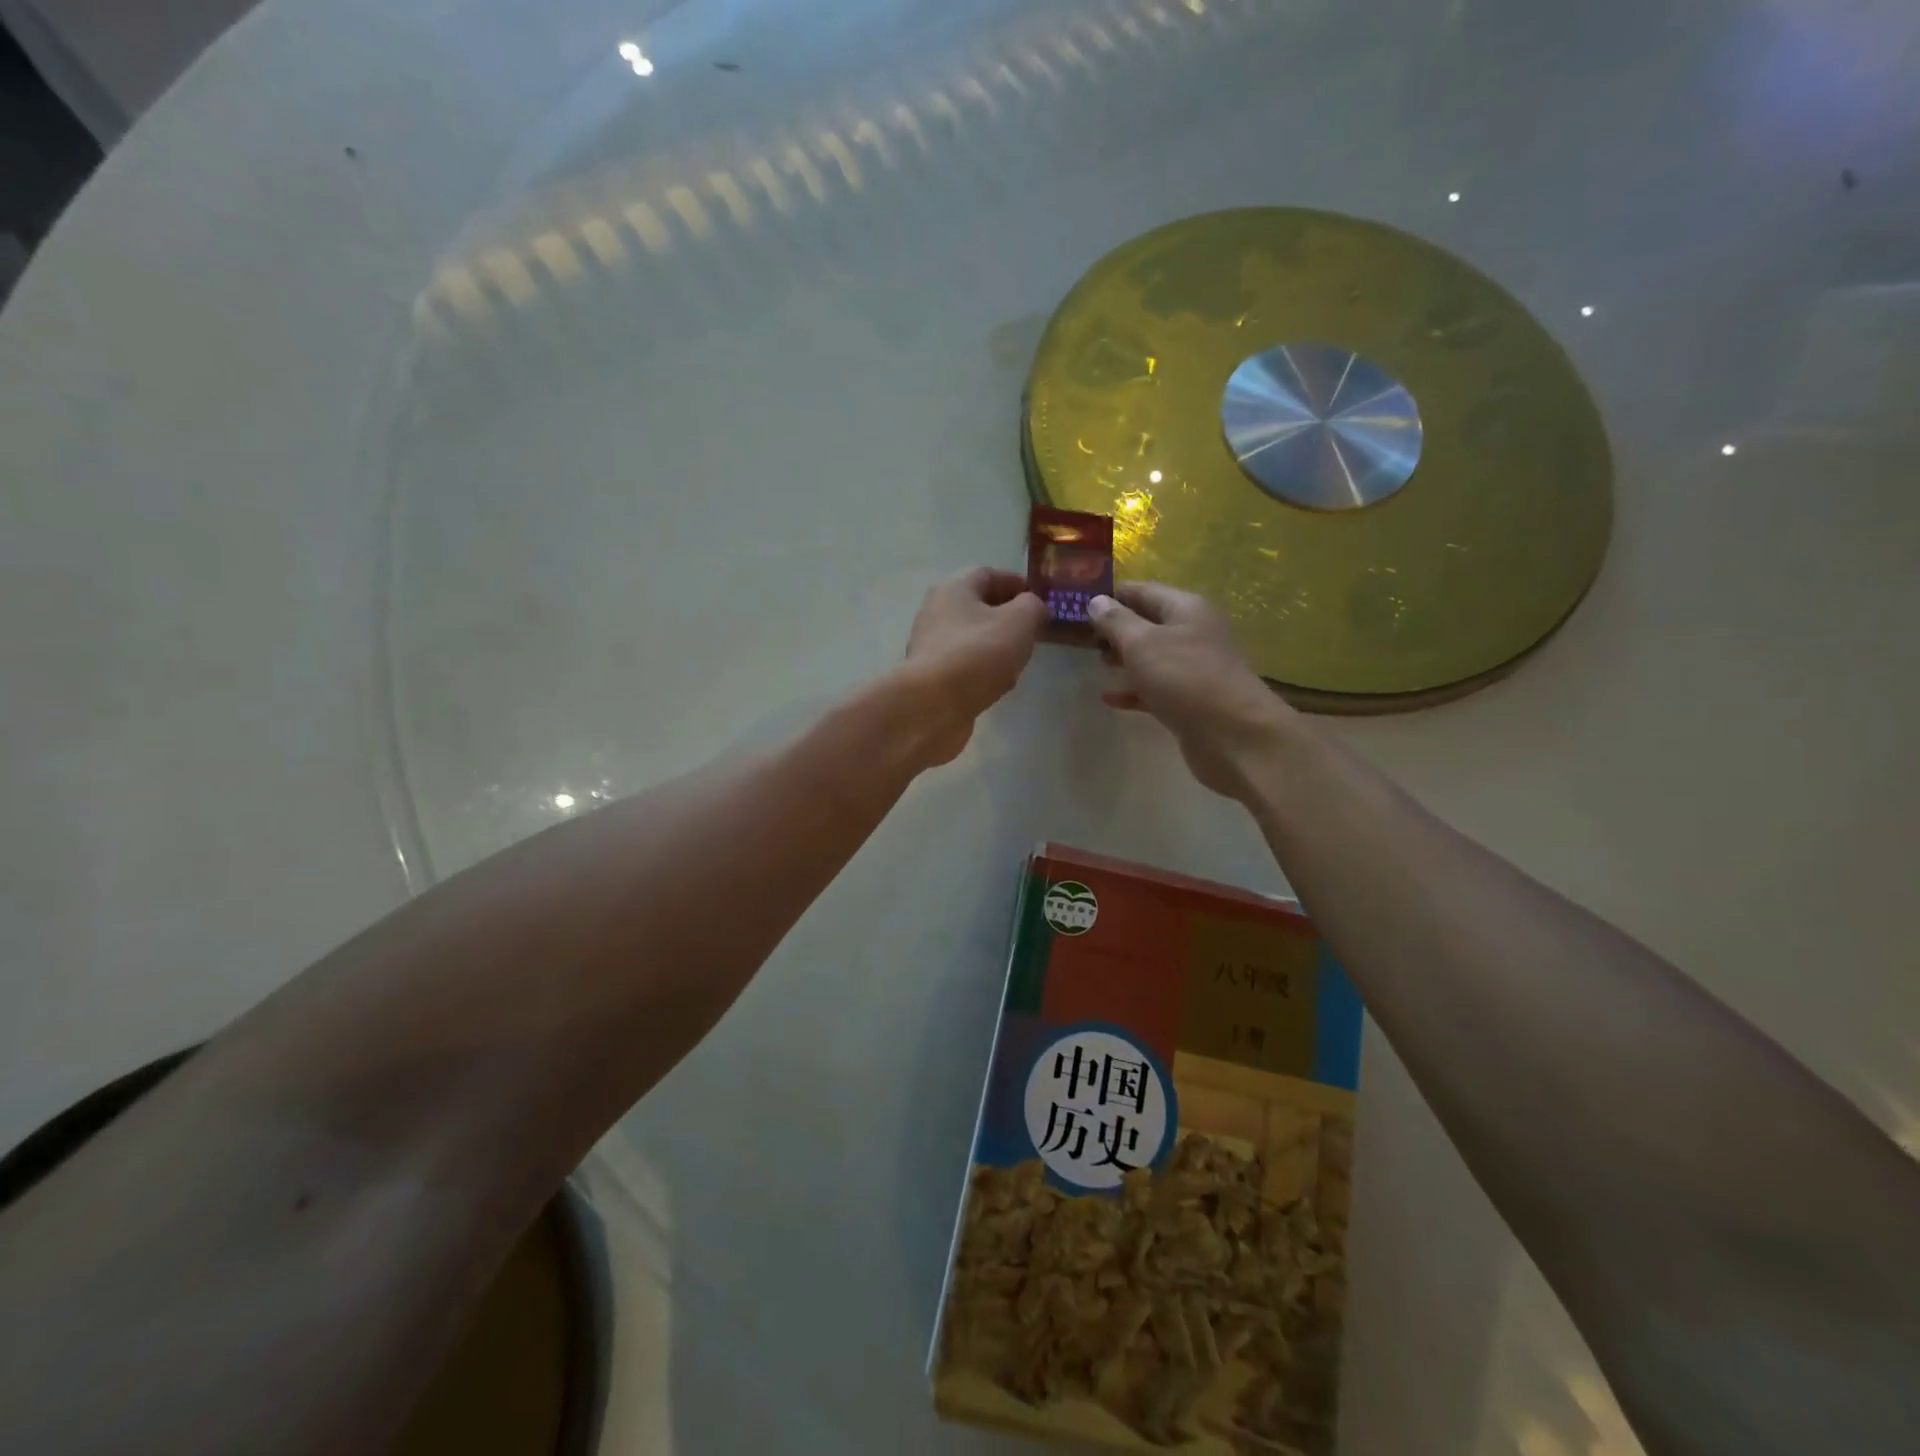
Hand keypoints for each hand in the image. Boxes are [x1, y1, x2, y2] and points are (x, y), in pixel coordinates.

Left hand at [902, 567, 1047, 764]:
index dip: (1017, 583)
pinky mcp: (932, 677)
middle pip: (978, 607)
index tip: (1041, 600)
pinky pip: (965, 665)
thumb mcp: (1019, 622)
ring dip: (997, 646)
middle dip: (1008, 617)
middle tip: (1033, 632)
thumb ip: (1032, 607)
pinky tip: (1000, 686)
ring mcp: (931, 646)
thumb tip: (1033, 606)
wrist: (933, 705)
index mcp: (954, 588)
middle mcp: (936, 612)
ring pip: (972, 638)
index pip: (988, 574)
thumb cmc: (978, 653)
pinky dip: (984, 670)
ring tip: (1020, 660)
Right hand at [1088, 582, 1296, 798]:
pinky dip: (1134, 690)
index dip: (1113, 594)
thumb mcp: (1143, 643)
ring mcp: (1194, 668)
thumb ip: (1116, 621)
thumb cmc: (1185, 678)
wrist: (1233, 734)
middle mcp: (1193, 633)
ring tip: (1095, 662)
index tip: (1079, 601)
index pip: (1143, 590)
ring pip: (1152, 656)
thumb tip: (1096, 601)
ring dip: (1125, 657)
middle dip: (1117, 627)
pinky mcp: (1190, 700)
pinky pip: (1156, 688)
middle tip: (1082, 635)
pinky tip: (1109, 697)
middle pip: (1148, 623)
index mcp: (1186, 609)